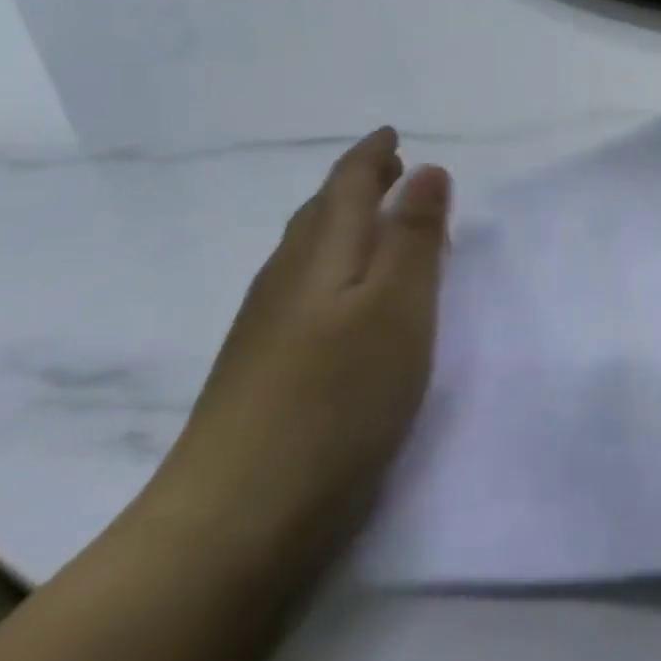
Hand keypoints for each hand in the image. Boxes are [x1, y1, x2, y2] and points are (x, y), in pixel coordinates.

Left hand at [146, 128, 451, 559]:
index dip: (372, 154)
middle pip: (323, 212)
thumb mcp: (399, 308)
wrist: (232, 525)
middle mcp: (287, 278)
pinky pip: (306, 290)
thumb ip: (416, 237)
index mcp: (321, 252)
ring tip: (381, 224)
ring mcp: (266, 328)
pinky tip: (346, 299)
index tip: (393, 135)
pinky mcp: (262, 372)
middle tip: (394, 170)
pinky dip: (336, 269)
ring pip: (310, 253)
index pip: (347, 183)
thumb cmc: (336, 399)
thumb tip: (428, 170)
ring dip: (347, 225)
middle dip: (359, 184)